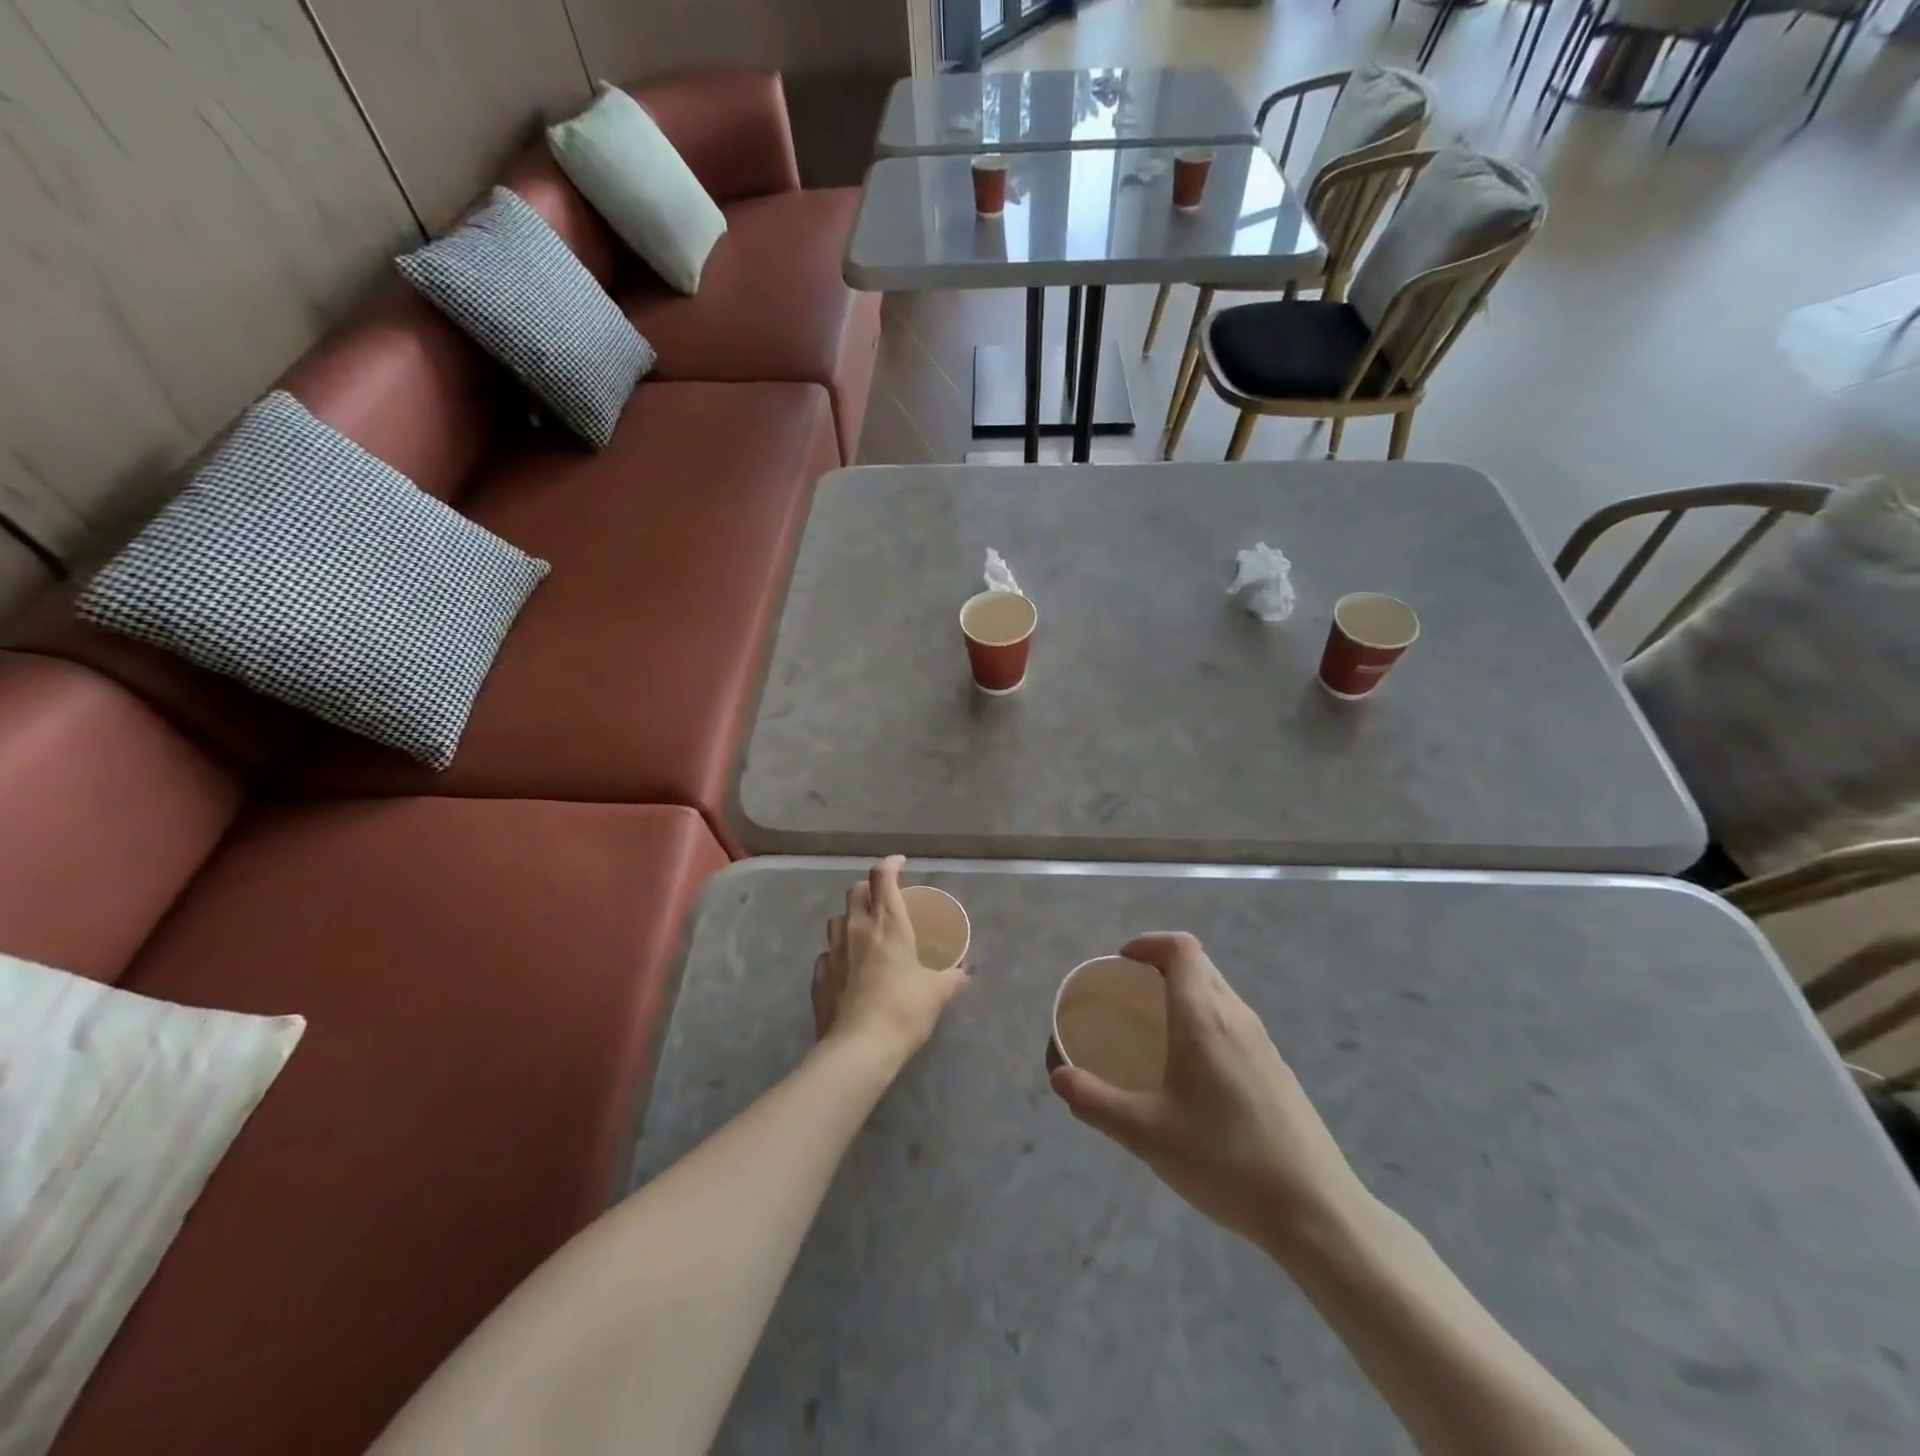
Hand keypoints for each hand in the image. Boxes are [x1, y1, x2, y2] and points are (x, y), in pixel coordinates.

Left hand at [813, 856, 967, 1065]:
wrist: (859, 1049)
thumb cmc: (903, 1009)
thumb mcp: (937, 993)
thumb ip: (952, 978)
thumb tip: (963, 974)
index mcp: (887, 923)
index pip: (882, 876)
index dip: (890, 864)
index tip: (900, 864)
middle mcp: (856, 929)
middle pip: (855, 891)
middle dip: (869, 888)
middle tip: (884, 900)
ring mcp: (832, 952)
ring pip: (837, 919)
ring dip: (850, 917)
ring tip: (865, 931)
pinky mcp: (818, 977)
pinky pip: (826, 954)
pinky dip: (838, 953)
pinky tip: (848, 968)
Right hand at [1049, 931, 1370, 1254]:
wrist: (1315, 1210)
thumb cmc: (1225, 1161)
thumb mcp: (1145, 1134)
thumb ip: (1094, 1101)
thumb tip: (1059, 1076)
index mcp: (1203, 1017)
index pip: (1180, 948)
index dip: (1148, 943)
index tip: (1121, 963)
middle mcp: (1236, 1016)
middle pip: (1198, 963)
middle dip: (1160, 965)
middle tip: (1128, 995)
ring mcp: (1262, 1041)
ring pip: (1217, 991)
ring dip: (1183, 991)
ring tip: (1154, 1030)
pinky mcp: (1276, 1067)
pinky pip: (1232, 1019)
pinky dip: (1204, 1018)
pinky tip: (1192, 1071)